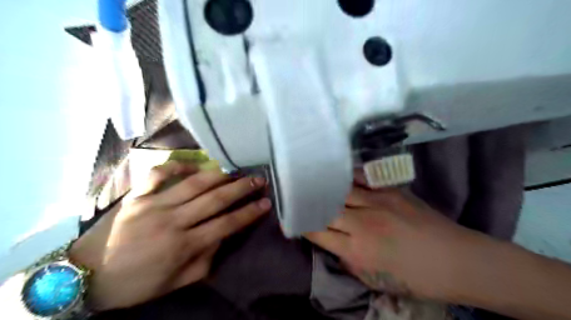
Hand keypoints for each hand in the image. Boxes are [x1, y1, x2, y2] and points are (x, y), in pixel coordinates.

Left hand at [68, 161, 270, 311]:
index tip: (266, 203)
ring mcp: (153, 204)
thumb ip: (205, 260)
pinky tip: (194, 164)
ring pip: (193, 183)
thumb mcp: (176, 282)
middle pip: (215, 199)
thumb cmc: (136, 283)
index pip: (226, 224)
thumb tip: (223, 237)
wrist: (86, 276)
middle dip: (241, 188)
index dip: (249, 213)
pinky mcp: (137, 195)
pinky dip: (178, 165)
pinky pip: (159, 174)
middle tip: (258, 179)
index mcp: (183, 246)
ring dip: (219, 175)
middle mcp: (172, 221)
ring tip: (236, 169)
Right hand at [306, 185, 474, 299]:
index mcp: (357, 250)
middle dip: (310, 204)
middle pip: (325, 208)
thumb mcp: (375, 280)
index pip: (318, 232)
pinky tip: (339, 174)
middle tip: (301, 199)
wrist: (456, 260)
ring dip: (325, 188)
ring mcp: (377, 202)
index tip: (296, 219)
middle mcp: (362, 223)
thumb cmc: (415, 278)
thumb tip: (333, 244)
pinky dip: (347, 177)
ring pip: (340, 190)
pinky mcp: (390, 190)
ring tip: (313, 182)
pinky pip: (361, 179)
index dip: (303, 225)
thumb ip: (348, 261)